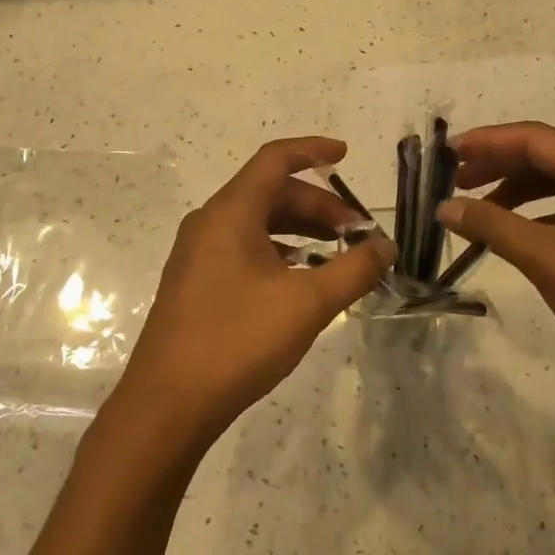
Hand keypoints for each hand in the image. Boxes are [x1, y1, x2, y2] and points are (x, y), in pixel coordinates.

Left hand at [114, 137, 393, 446]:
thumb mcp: (307, 304)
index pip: (275, 160)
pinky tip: (301, 279)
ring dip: (299, 230)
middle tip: (357, 233)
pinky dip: (278, 251)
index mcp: (230, 212)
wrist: (168, 404)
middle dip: (318, 205)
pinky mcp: (195, 281)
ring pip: (256, 223)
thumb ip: (353, 269)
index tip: (346, 155)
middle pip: (270, 193)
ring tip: (337, 254)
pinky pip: (242, 248)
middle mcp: (209, 222)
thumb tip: (386, 247)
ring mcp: (198, 253)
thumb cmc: (238, 341)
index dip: (312, 151)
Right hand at [439, 122, 554, 401]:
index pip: (535, 138)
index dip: (487, 141)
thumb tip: (446, 207)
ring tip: (480, 211)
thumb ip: (494, 227)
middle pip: (548, 156)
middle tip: (456, 183)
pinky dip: (541, 216)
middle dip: (499, 166)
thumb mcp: (550, 260)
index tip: (447, 154)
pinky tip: (520, 236)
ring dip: (517, 192)